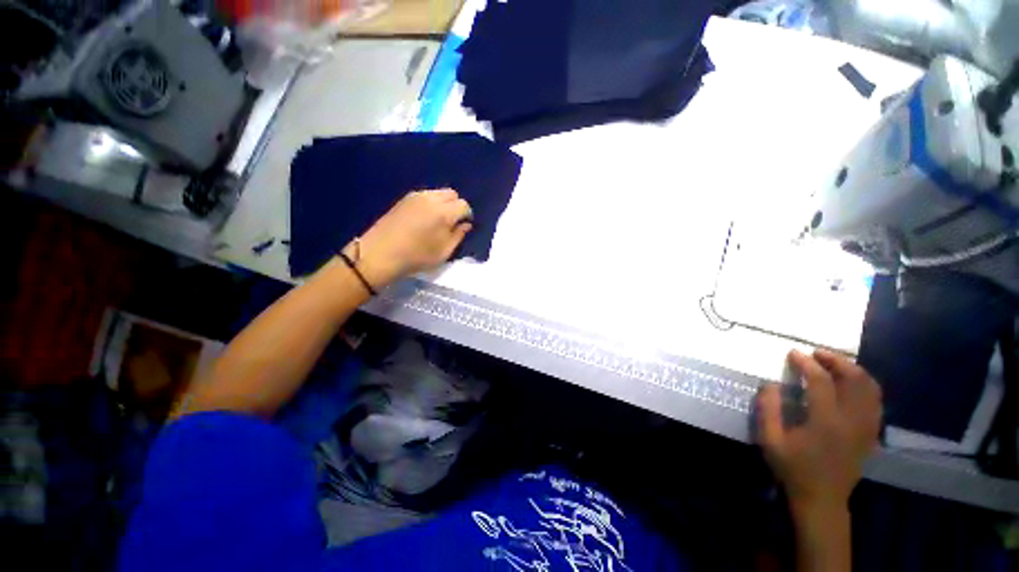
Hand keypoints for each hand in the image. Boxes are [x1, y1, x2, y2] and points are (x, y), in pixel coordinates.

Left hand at [351, 189, 472, 287]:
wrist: (380, 253)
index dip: (466, 216)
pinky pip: (425, 195)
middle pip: (452, 194)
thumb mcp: (444, 252)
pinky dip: (431, 203)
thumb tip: (465, 225)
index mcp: (444, 212)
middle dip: (456, 206)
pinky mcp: (404, 199)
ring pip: (438, 193)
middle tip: (451, 223)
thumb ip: (458, 236)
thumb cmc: (416, 257)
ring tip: (437, 220)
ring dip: (443, 203)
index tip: (462, 227)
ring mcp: (416, 196)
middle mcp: (431, 199)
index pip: (464, 205)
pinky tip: (424, 218)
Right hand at [756, 349, 881, 514]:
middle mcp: (852, 420)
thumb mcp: (770, 440)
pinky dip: (866, 386)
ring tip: (835, 364)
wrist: (822, 499)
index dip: (806, 363)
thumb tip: (771, 384)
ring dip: (854, 371)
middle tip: (817, 353)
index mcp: (826, 421)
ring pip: (870, 389)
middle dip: (836, 361)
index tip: (793, 353)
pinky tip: (852, 384)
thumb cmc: (793, 468)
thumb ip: (768, 409)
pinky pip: (876, 402)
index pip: (821, 381)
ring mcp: (866, 427)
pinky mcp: (870, 433)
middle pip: (854, 380)